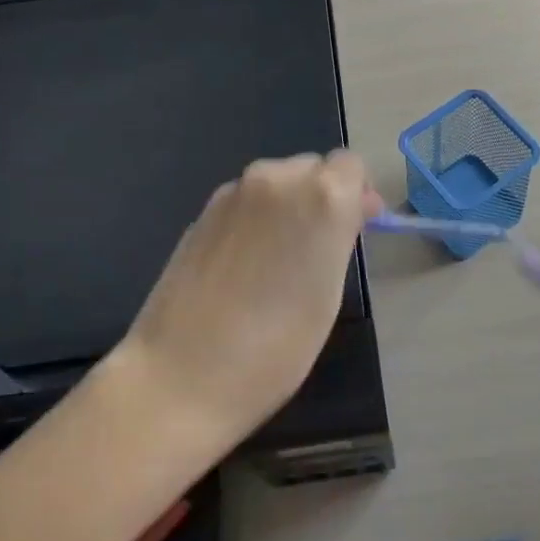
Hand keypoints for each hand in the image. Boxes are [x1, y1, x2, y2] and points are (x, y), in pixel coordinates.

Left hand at [122, 151, 382, 435]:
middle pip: (312, 168)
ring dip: (288, 207)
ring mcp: (233, 193)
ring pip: (276, 183)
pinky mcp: (201, 213)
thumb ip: (341, 238)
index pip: (351, 166)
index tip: (355, 230)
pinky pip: (246, 201)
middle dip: (322, 197)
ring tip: (279, 262)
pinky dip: (256, 219)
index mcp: (321, 196)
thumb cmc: (276, 347)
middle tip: (319, 250)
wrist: (182, 375)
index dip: (357, 194)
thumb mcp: (329, 293)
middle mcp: (276, 179)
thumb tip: (350, 211)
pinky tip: (245, 266)